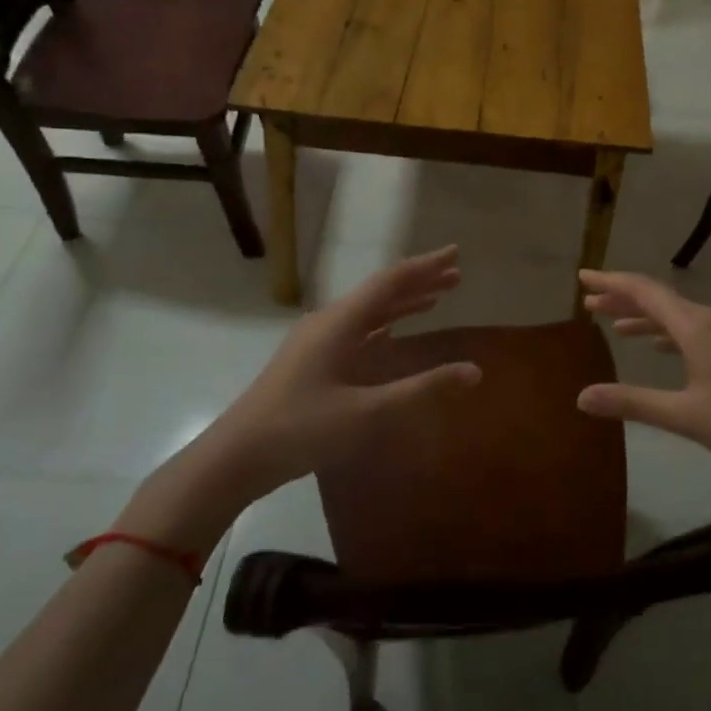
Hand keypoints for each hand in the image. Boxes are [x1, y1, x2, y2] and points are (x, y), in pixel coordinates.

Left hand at [117, 247, 481, 552]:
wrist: (237, 457)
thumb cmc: (302, 429)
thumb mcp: (368, 412)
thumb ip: (422, 389)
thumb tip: (474, 371)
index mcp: (339, 323)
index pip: (390, 283)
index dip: (425, 267)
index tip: (455, 253)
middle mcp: (327, 323)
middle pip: (380, 292)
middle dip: (419, 282)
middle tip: (456, 274)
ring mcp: (316, 342)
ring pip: (368, 312)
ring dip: (402, 303)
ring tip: (436, 298)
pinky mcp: (311, 362)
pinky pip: (356, 331)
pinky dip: (383, 325)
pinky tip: (392, 332)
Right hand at [575, 270, 710, 491]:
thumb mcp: (684, 415)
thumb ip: (632, 402)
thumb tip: (581, 397)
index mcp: (696, 326)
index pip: (644, 292)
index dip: (611, 282)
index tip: (583, 276)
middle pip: (660, 299)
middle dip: (623, 299)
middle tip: (590, 302)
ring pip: (679, 314)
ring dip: (646, 317)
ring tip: (615, 325)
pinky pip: (696, 328)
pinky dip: (670, 332)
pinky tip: (662, 346)